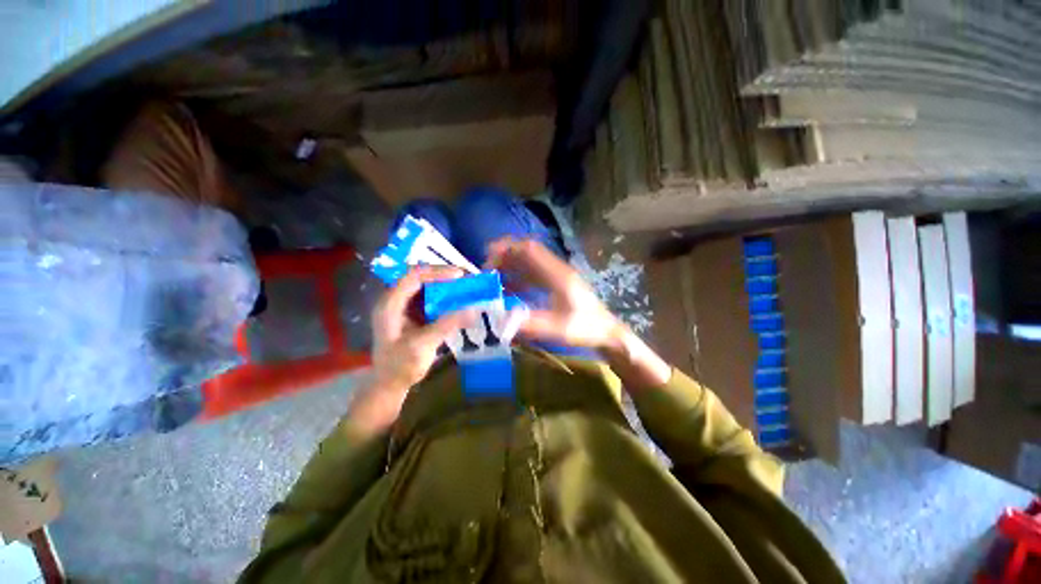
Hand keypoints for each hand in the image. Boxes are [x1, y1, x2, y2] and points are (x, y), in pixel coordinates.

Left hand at [348, 266, 474, 433]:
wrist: (389, 385)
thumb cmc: (400, 366)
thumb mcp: (423, 345)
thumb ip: (447, 324)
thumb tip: (474, 309)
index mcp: (390, 304)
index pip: (413, 276)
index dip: (437, 271)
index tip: (460, 275)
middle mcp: (395, 300)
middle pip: (419, 277)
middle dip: (443, 275)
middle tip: (466, 278)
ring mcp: (402, 307)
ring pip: (425, 286)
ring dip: (445, 284)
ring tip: (465, 286)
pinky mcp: (411, 314)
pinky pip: (429, 298)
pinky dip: (444, 297)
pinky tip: (457, 300)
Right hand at [485, 238, 623, 350]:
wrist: (606, 331)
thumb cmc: (586, 328)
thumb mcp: (560, 329)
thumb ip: (533, 324)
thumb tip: (503, 321)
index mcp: (557, 274)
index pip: (530, 250)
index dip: (508, 249)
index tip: (488, 258)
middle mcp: (555, 270)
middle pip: (527, 252)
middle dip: (505, 257)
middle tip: (486, 271)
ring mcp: (556, 276)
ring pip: (528, 263)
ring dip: (510, 267)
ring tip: (492, 280)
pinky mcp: (555, 285)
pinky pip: (532, 275)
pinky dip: (517, 279)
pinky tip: (508, 291)